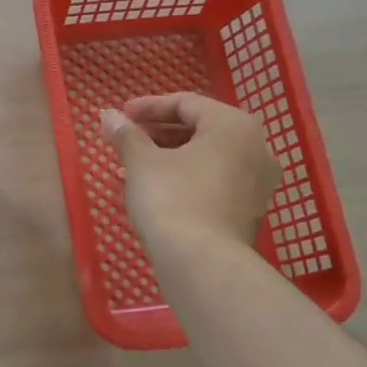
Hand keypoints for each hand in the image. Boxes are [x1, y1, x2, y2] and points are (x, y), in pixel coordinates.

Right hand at [101, 93, 280, 249]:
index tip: (121, 116)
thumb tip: (108, 115)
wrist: (202, 263)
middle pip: (200, 129)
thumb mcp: (142, 162)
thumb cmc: (172, 198)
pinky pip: (215, 181)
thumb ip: (126, 134)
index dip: (148, 107)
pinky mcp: (250, 211)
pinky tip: (156, 189)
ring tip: (133, 167)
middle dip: (158, 133)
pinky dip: (186, 178)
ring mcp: (258, 182)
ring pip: (207, 157)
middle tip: (126, 140)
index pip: (186, 103)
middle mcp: (256, 147)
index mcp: (234, 125)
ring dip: (169, 157)